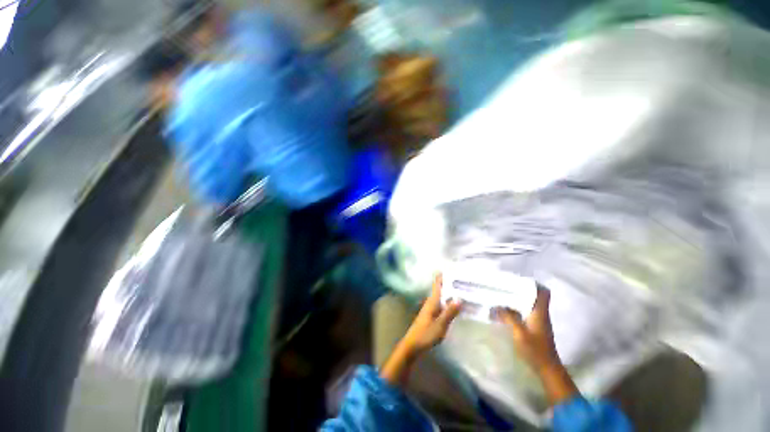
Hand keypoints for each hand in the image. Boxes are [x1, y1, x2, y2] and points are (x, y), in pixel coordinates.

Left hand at [380, 274, 462, 385]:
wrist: (413, 345)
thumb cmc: (425, 334)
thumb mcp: (440, 324)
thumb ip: (450, 312)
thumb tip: (460, 297)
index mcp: (432, 300)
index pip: (437, 283)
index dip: (444, 275)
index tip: (454, 269)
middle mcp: (431, 301)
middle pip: (442, 289)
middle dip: (451, 284)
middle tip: (465, 280)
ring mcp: (431, 308)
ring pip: (443, 297)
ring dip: (451, 293)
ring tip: (465, 290)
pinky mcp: (432, 315)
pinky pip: (443, 304)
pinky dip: (450, 302)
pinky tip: (457, 306)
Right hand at [496, 284, 578, 404]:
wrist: (547, 368)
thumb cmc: (535, 350)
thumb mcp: (519, 333)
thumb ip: (508, 317)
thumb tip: (497, 304)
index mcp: (540, 312)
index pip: (544, 292)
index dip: (534, 283)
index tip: (519, 278)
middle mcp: (541, 313)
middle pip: (534, 295)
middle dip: (521, 288)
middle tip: (505, 284)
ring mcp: (538, 320)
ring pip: (529, 303)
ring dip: (517, 298)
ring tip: (502, 294)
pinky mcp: (535, 327)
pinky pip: (526, 311)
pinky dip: (517, 307)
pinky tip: (505, 309)